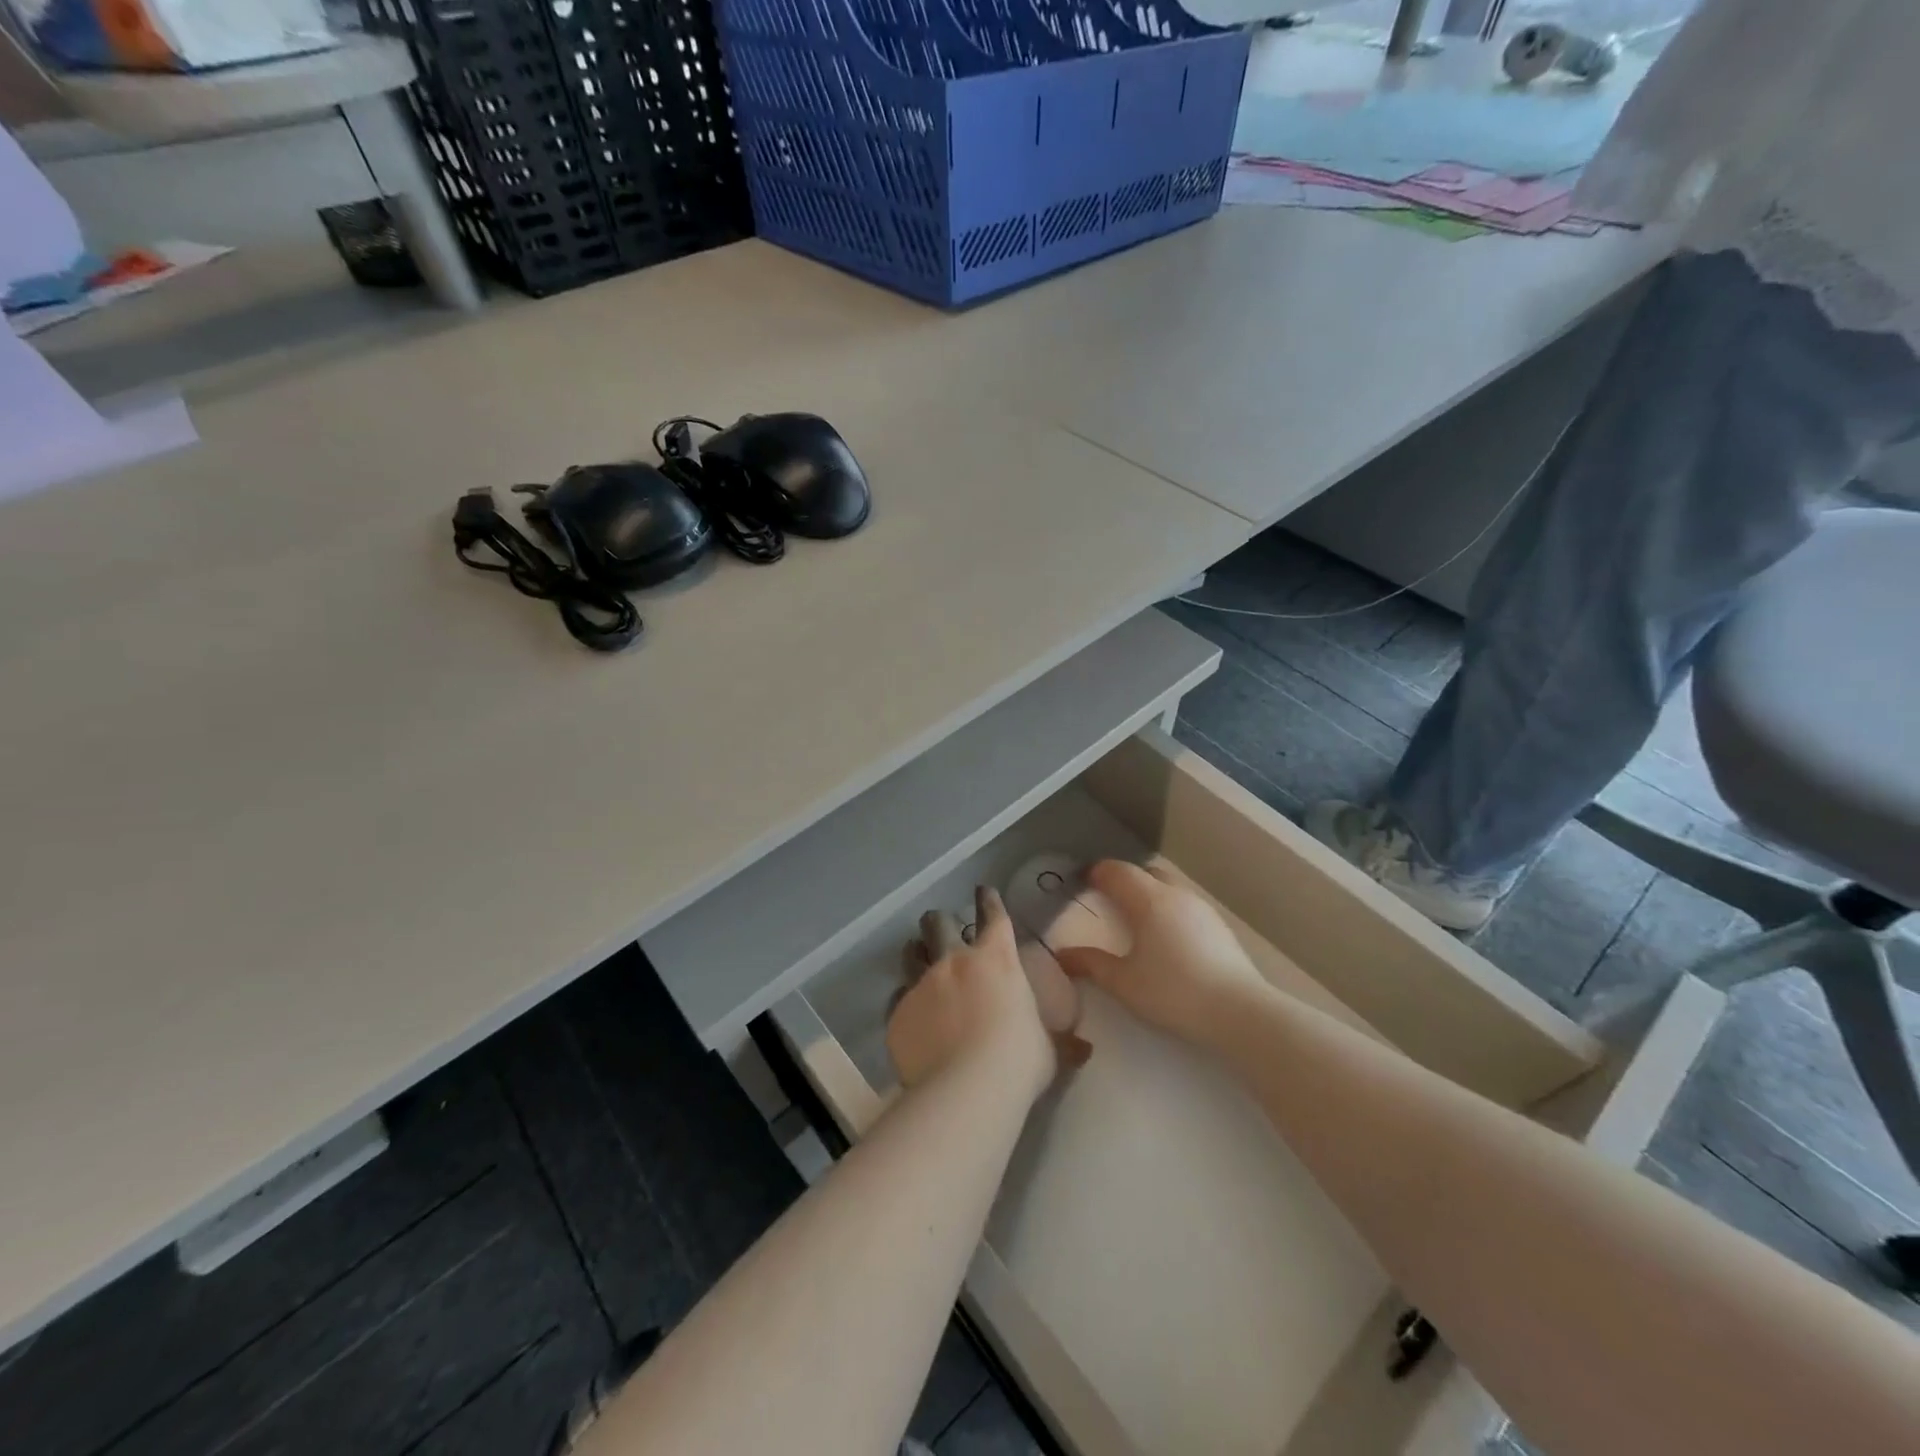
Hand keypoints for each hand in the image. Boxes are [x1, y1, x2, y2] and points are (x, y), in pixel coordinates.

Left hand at [887, 886, 1083, 1101]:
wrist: (966, 1088)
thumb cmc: (1019, 1061)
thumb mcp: (1049, 1050)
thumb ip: (1061, 1043)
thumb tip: (1084, 1049)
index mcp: (997, 960)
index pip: (993, 916)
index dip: (988, 901)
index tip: (982, 891)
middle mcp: (955, 962)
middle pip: (938, 924)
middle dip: (938, 921)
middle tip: (938, 924)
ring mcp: (922, 984)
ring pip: (911, 955)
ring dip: (915, 953)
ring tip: (916, 956)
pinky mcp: (899, 1013)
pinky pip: (898, 1000)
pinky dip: (906, 1005)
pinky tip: (910, 1018)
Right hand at [1054, 860, 1268, 1046]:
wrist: (1240, 1012)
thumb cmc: (1174, 992)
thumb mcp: (1124, 983)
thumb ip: (1091, 964)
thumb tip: (1062, 955)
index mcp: (1149, 900)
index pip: (1118, 871)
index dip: (1097, 873)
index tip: (1083, 882)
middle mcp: (1176, 895)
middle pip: (1146, 873)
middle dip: (1125, 880)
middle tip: (1109, 901)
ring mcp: (1202, 909)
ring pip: (1169, 888)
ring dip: (1150, 895)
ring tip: (1137, 923)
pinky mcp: (1219, 927)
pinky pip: (1185, 906)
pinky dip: (1169, 912)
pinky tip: (1167, 941)